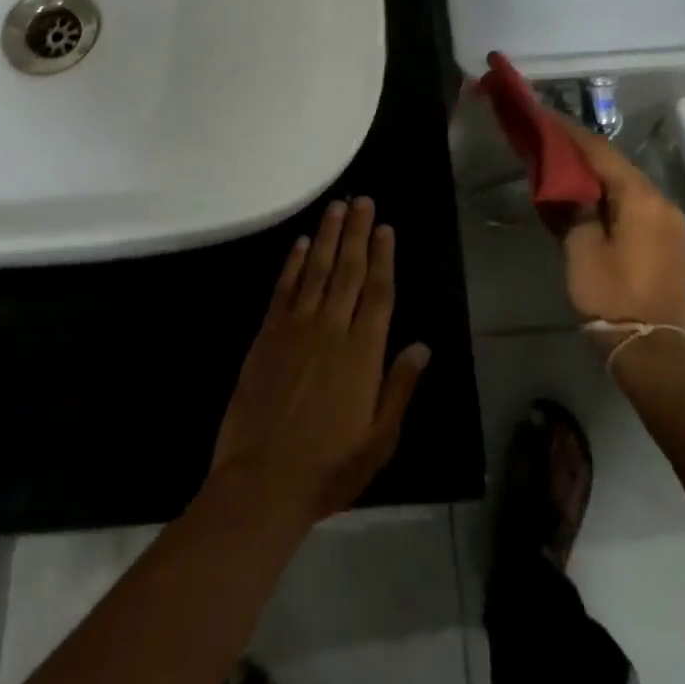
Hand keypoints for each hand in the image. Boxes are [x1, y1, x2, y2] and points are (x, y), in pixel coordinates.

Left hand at [207, 198, 430, 524]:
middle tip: (363, 200)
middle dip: (358, 233)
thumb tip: (422, 345)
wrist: (262, 482)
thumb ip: (400, 387)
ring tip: (337, 207)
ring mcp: (296, 328)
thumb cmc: (329, 467)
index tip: (386, 228)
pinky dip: (294, 263)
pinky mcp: (267, 335)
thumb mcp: (379, 440)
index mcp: (363, 353)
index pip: (378, 292)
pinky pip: (284, 289)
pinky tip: (302, 244)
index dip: (383, 257)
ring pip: (317, 270)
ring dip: (328, 236)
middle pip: (348, 270)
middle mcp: (331, 329)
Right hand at [551, 115, 684, 346]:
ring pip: (626, 183)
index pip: (601, 152)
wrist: (650, 349)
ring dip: (596, 173)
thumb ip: (574, 206)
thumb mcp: (581, 246)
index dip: (570, 134)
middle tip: (549, 142)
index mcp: (641, 198)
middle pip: (617, 164)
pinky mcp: (668, 239)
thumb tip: (567, 185)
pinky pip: (635, 203)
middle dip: (582, 152)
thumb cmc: (611, 294)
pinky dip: (610, 193)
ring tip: (563, 166)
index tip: (544, 119)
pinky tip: (587, 196)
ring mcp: (669, 221)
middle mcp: (661, 201)